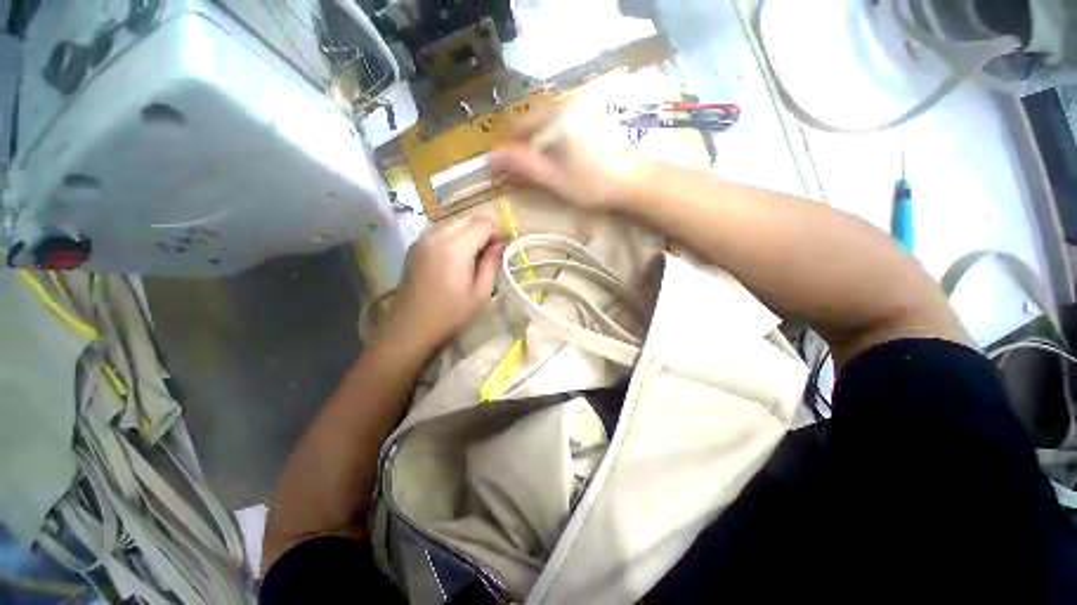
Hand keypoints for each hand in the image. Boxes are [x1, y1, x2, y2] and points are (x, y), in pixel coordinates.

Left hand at [383, 214, 506, 352]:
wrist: (410, 328)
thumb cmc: (450, 315)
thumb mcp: (480, 293)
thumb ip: (492, 264)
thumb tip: (500, 245)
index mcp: (455, 248)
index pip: (483, 224)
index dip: (498, 232)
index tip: (503, 249)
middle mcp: (436, 236)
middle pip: (468, 218)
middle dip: (485, 229)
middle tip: (492, 251)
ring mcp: (423, 239)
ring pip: (454, 222)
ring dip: (470, 231)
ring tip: (476, 254)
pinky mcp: (415, 246)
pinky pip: (441, 230)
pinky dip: (456, 236)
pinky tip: (458, 256)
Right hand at [488, 102, 642, 209]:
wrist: (634, 182)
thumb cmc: (592, 183)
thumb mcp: (552, 178)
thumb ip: (521, 166)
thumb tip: (490, 160)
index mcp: (555, 113)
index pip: (516, 127)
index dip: (504, 151)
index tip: (498, 172)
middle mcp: (566, 101)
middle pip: (529, 124)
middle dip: (519, 150)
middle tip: (515, 175)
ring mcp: (580, 106)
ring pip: (543, 125)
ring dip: (533, 147)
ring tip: (533, 171)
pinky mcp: (590, 116)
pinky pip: (559, 126)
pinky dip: (549, 143)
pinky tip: (552, 161)